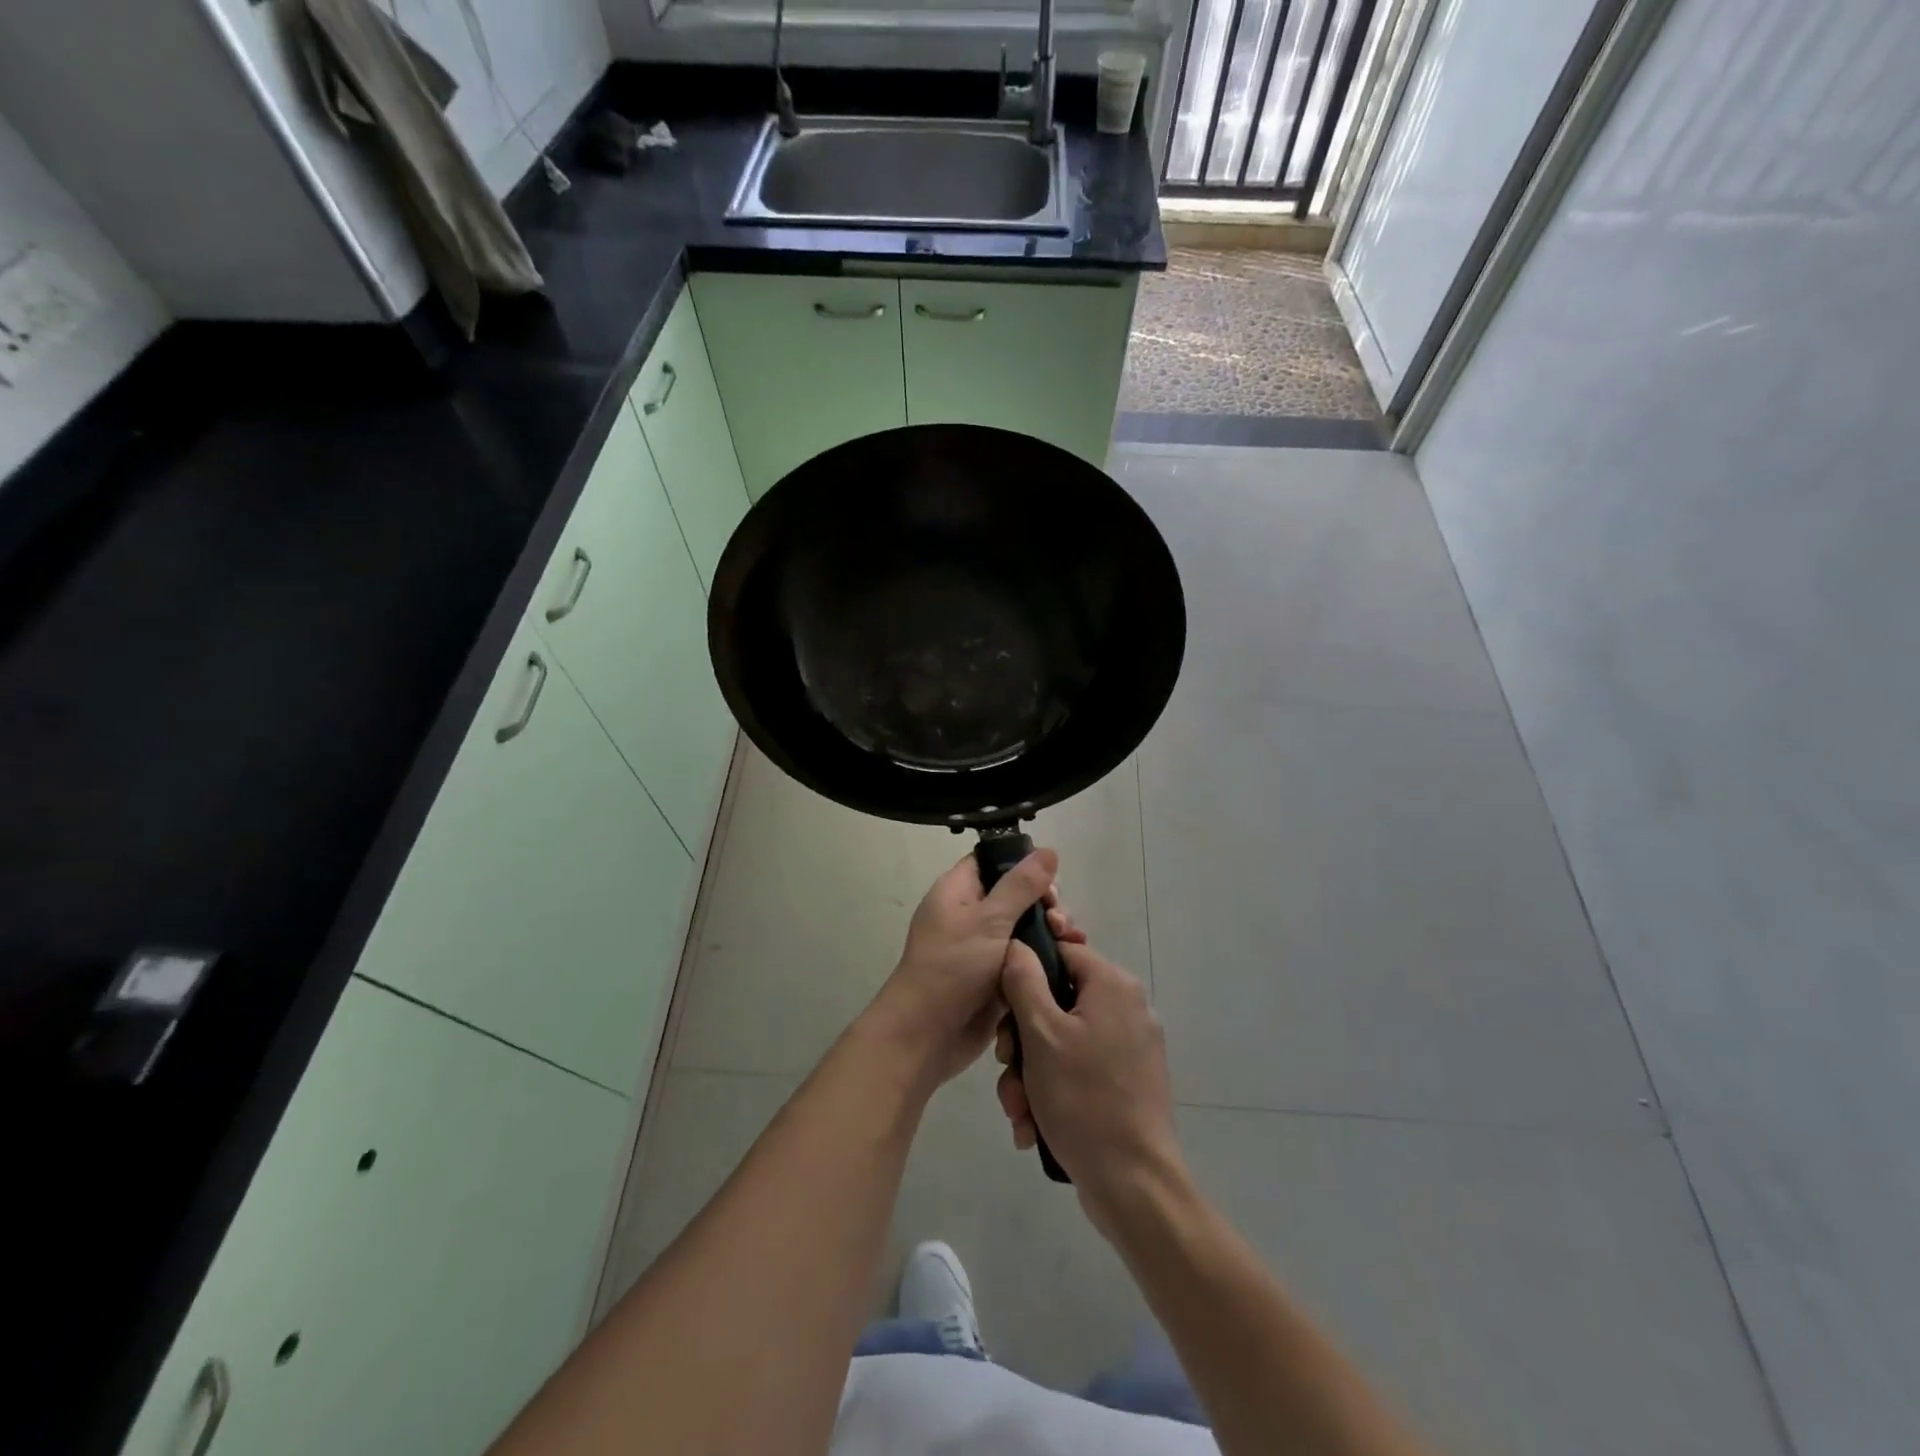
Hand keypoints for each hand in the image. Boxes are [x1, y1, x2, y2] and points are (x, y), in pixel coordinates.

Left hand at [866, 848, 1061, 1088]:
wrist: (926, 1035)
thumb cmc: (952, 967)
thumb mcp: (988, 920)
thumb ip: (1021, 886)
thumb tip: (1048, 850)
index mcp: (958, 891)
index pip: (992, 861)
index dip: (1022, 864)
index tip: (1049, 880)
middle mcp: (970, 914)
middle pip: (1016, 895)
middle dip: (1044, 903)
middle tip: (1058, 920)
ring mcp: (984, 947)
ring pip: (1025, 928)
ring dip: (1050, 932)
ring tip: (1071, 942)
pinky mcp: (997, 977)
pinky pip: (1025, 958)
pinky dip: (1045, 958)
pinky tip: (1069, 961)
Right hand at [996, 938, 1185, 1234]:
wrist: (1134, 1186)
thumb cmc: (1084, 1099)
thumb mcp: (1041, 1034)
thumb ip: (1024, 981)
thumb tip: (1018, 945)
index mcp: (1113, 985)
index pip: (1061, 951)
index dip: (1025, 972)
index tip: (1003, 1008)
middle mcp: (1127, 1007)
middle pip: (1057, 1001)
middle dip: (1022, 1040)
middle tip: (1007, 1067)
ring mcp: (1130, 1047)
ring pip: (1062, 1041)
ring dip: (1030, 1073)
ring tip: (1019, 1111)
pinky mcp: (1128, 1082)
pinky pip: (1079, 1069)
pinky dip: (1053, 1091)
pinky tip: (1032, 1126)